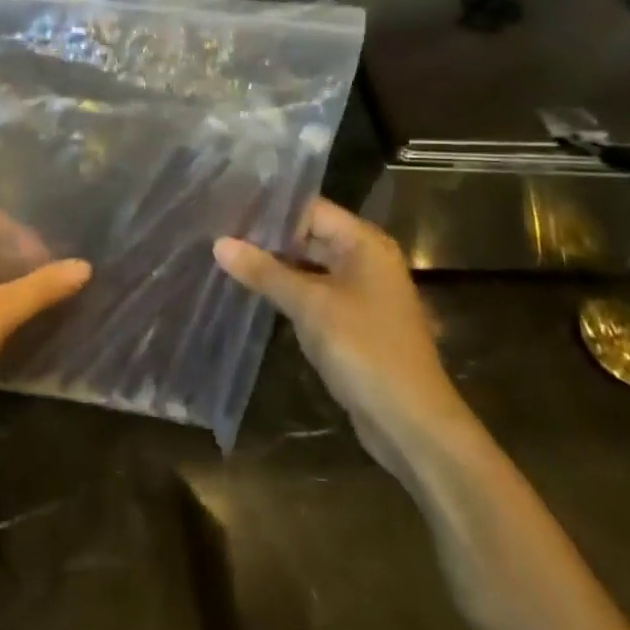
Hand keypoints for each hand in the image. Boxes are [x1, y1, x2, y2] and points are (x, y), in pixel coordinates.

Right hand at [214, 199, 474, 467]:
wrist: (411, 423)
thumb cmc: (364, 351)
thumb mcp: (310, 306)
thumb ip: (265, 271)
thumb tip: (219, 243)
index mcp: (364, 243)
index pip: (310, 209)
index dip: (270, 208)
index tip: (227, 206)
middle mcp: (365, 259)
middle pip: (310, 235)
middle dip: (267, 237)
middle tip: (218, 231)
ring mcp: (361, 292)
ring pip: (309, 266)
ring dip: (274, 265)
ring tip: (226, 255)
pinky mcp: (353, 321)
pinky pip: (314, 292)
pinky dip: (287, 290)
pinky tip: (252, 290)